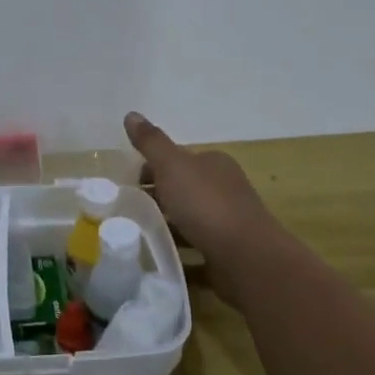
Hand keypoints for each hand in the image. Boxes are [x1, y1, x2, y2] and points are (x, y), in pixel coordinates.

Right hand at [125, 112, 278, 268]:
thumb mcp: (172, 166)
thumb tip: (131, 114)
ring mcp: (228, 222)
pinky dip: (179, 253)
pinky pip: (196, 249)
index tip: (128, 187)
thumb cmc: (206, 204)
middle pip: (183, 189)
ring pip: (189, 220)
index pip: (177, 160)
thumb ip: (151, 143)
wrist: (246, 257)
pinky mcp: (227, 253)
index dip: (151, 170)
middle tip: (128, 213)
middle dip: (157, 199)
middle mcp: (224, 189)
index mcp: (214, 164)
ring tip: (138, 238)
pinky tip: (160, 260)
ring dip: (167, 227)